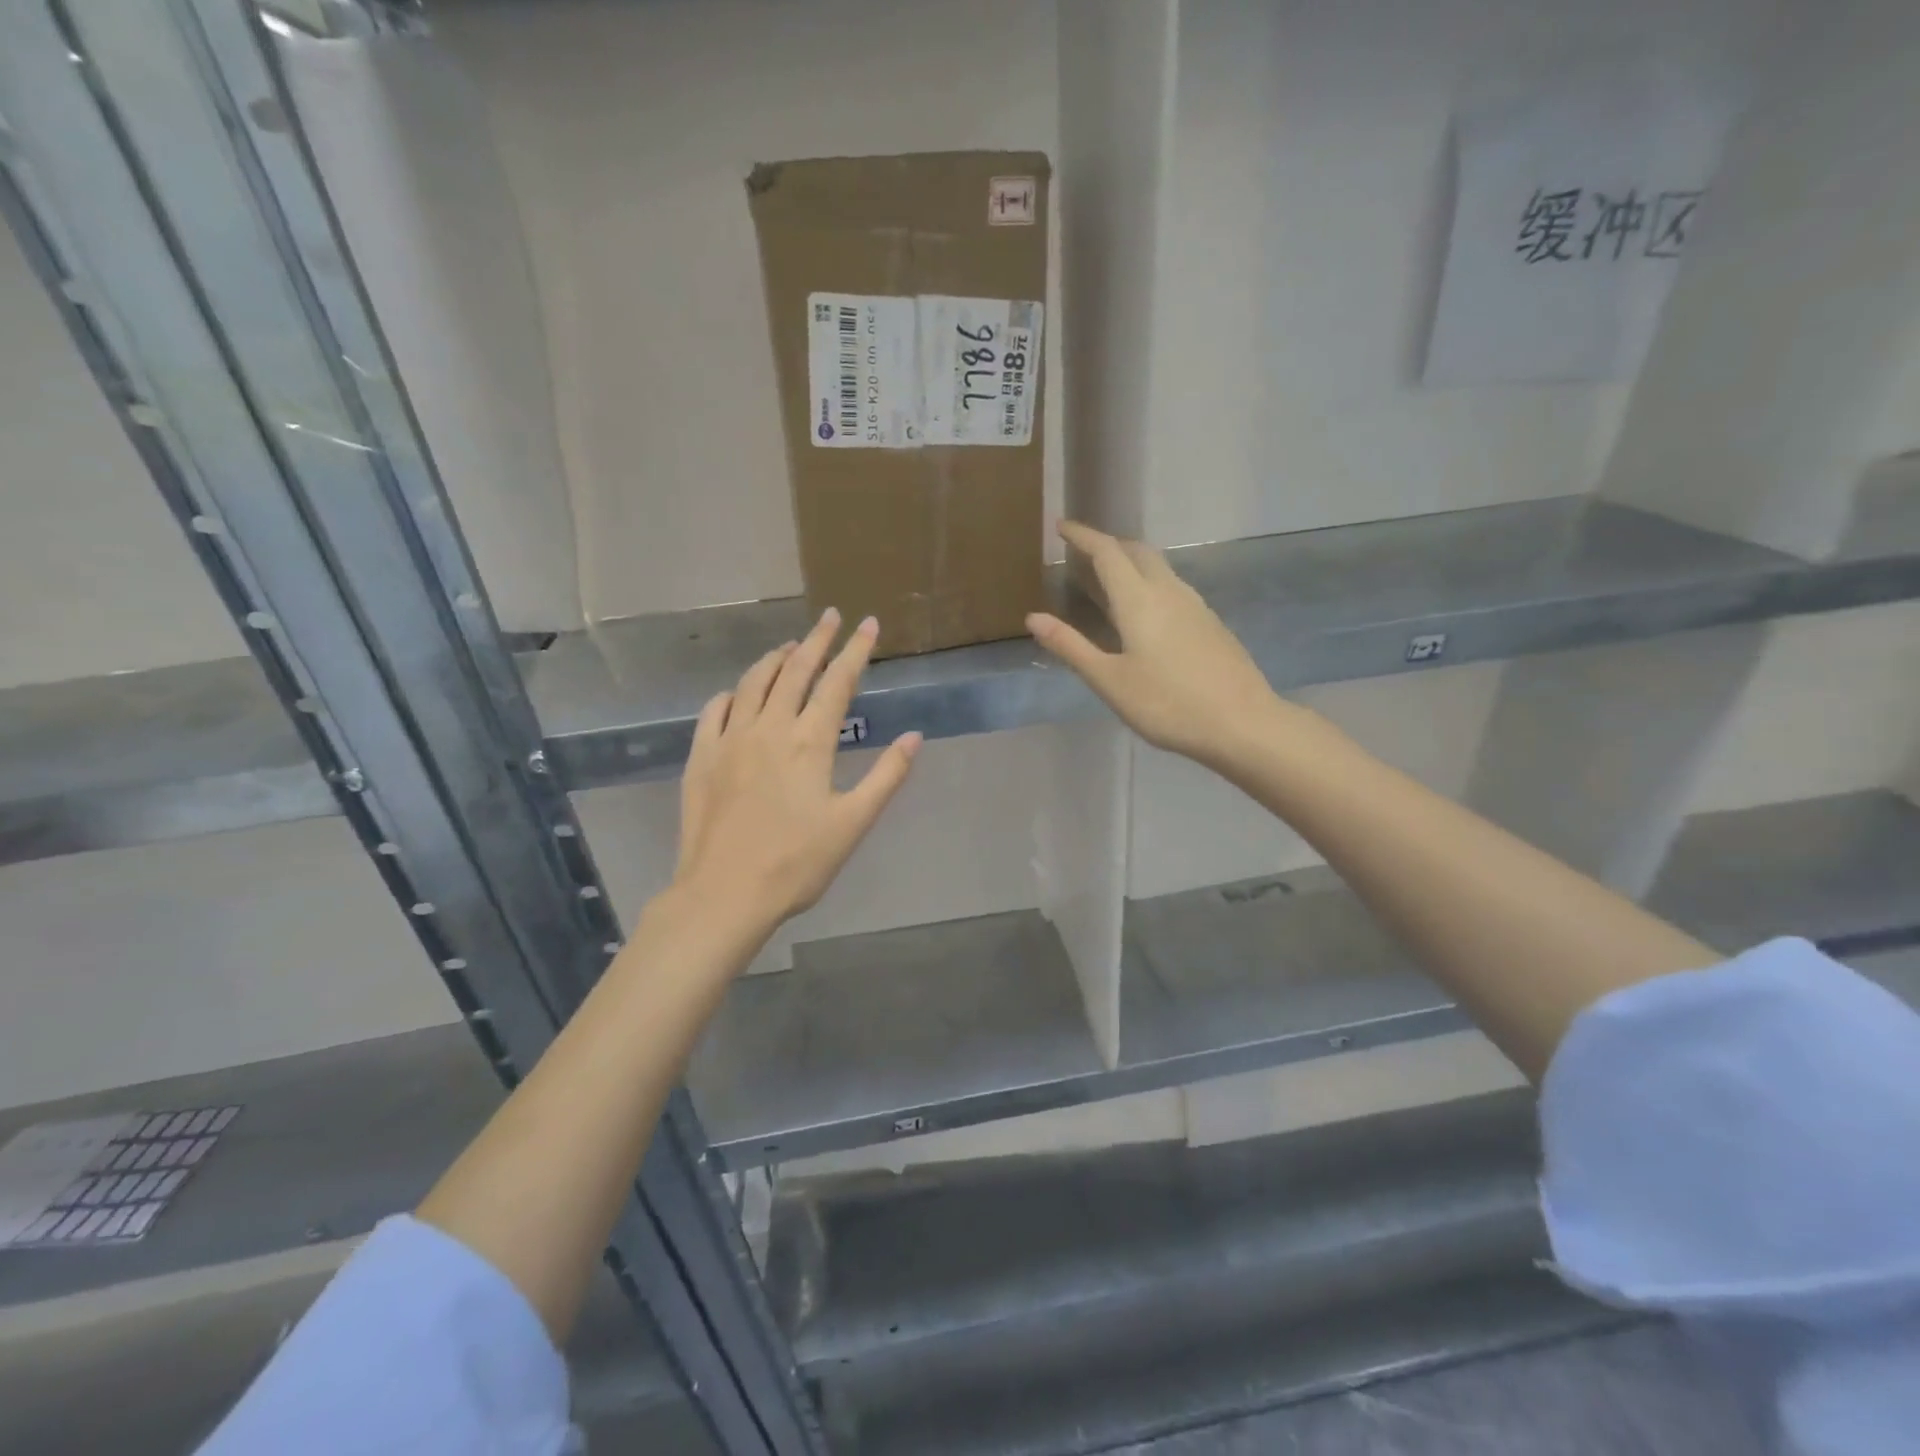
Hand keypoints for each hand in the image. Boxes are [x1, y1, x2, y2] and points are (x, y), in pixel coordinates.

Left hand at [675, 609, 920, 928]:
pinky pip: (715, 710)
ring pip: (753, 682)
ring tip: (790, 646)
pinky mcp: (701, 756)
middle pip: (795, 669)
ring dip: (775, 658)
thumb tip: (913, 736)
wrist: (724, 893)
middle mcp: (768, 727)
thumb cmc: (797, 862)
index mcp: (809, 741)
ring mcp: (729, 739)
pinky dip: (732, 692)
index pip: (837, 681)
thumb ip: (886, 776)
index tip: (868, 624)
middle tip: (830, 617)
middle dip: (817, 639)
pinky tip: (738, 693)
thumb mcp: (853, 823)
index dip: (856, 650)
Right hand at [1027, 520, 1283, 767]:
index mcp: (1139, 600)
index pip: (1107, 553)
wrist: (1241, 723)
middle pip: (1137, 552)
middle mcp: (1169, 592)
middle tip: (1084, 552)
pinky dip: (1149, 583)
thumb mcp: (1109, 680)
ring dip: (1132, 563)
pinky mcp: (1211, 623)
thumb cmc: (1167, 704)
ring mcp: (1195, 606)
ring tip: (1110, 580)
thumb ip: (1071, 646)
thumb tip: (1034, 617)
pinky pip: (1173, 587)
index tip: (1061, 526)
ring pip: (1159, 568)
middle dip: (1109, 544)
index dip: (1082, 536)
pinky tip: (1146, 612)